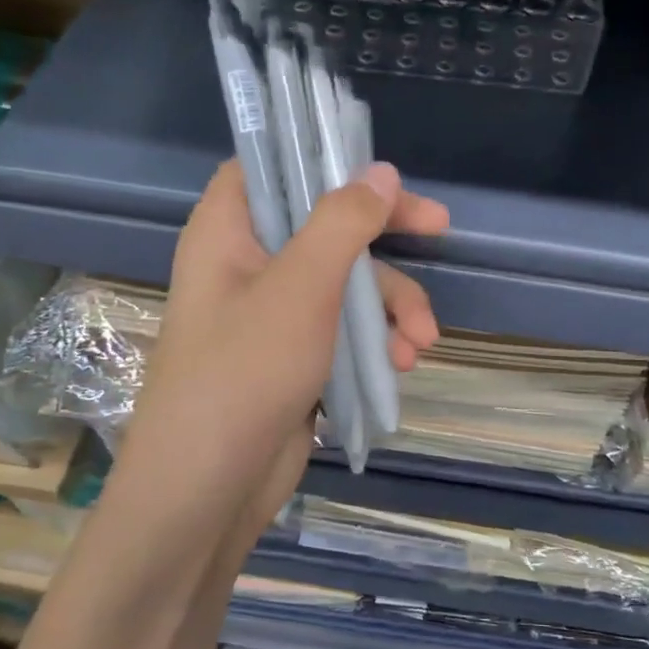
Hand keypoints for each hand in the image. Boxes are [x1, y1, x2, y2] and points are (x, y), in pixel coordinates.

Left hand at [111, 160, 447, 557]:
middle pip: (324, 223)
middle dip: (385, 240)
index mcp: (228, 230)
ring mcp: (271, 313)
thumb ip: (343, 222)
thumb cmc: (245, 373)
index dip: (323, 158)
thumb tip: (380, 172)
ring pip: (345, 281)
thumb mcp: (302, 287)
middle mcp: (246, 263)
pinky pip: (343, 327)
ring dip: (391, 305)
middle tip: (441, 231)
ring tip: (420, 343)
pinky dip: (375, 339)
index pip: (271, 166)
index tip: (378, 171)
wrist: (208, 491)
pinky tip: (400, 365)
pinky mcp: (293, 356)